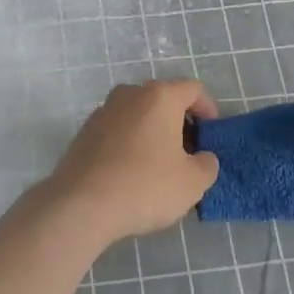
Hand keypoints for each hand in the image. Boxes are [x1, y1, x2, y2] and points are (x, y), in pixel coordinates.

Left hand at [42, 80, 219, 246]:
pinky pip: (119, 129)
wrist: (81, 203)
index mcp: (160, 96)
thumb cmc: (145, 185)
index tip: (211, 137)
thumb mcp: (192, 183)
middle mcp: (131, 93)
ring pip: (140, 114)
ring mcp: (104, 110)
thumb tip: (202, 157)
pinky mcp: (86, 130)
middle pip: (164, 99)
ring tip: (161, 166)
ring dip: (154, 132)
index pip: (193, 90)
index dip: (209, 110)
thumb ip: (207, 164)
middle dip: (181, 123)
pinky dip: (131, 142)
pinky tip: (133, 173)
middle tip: (189, 154)